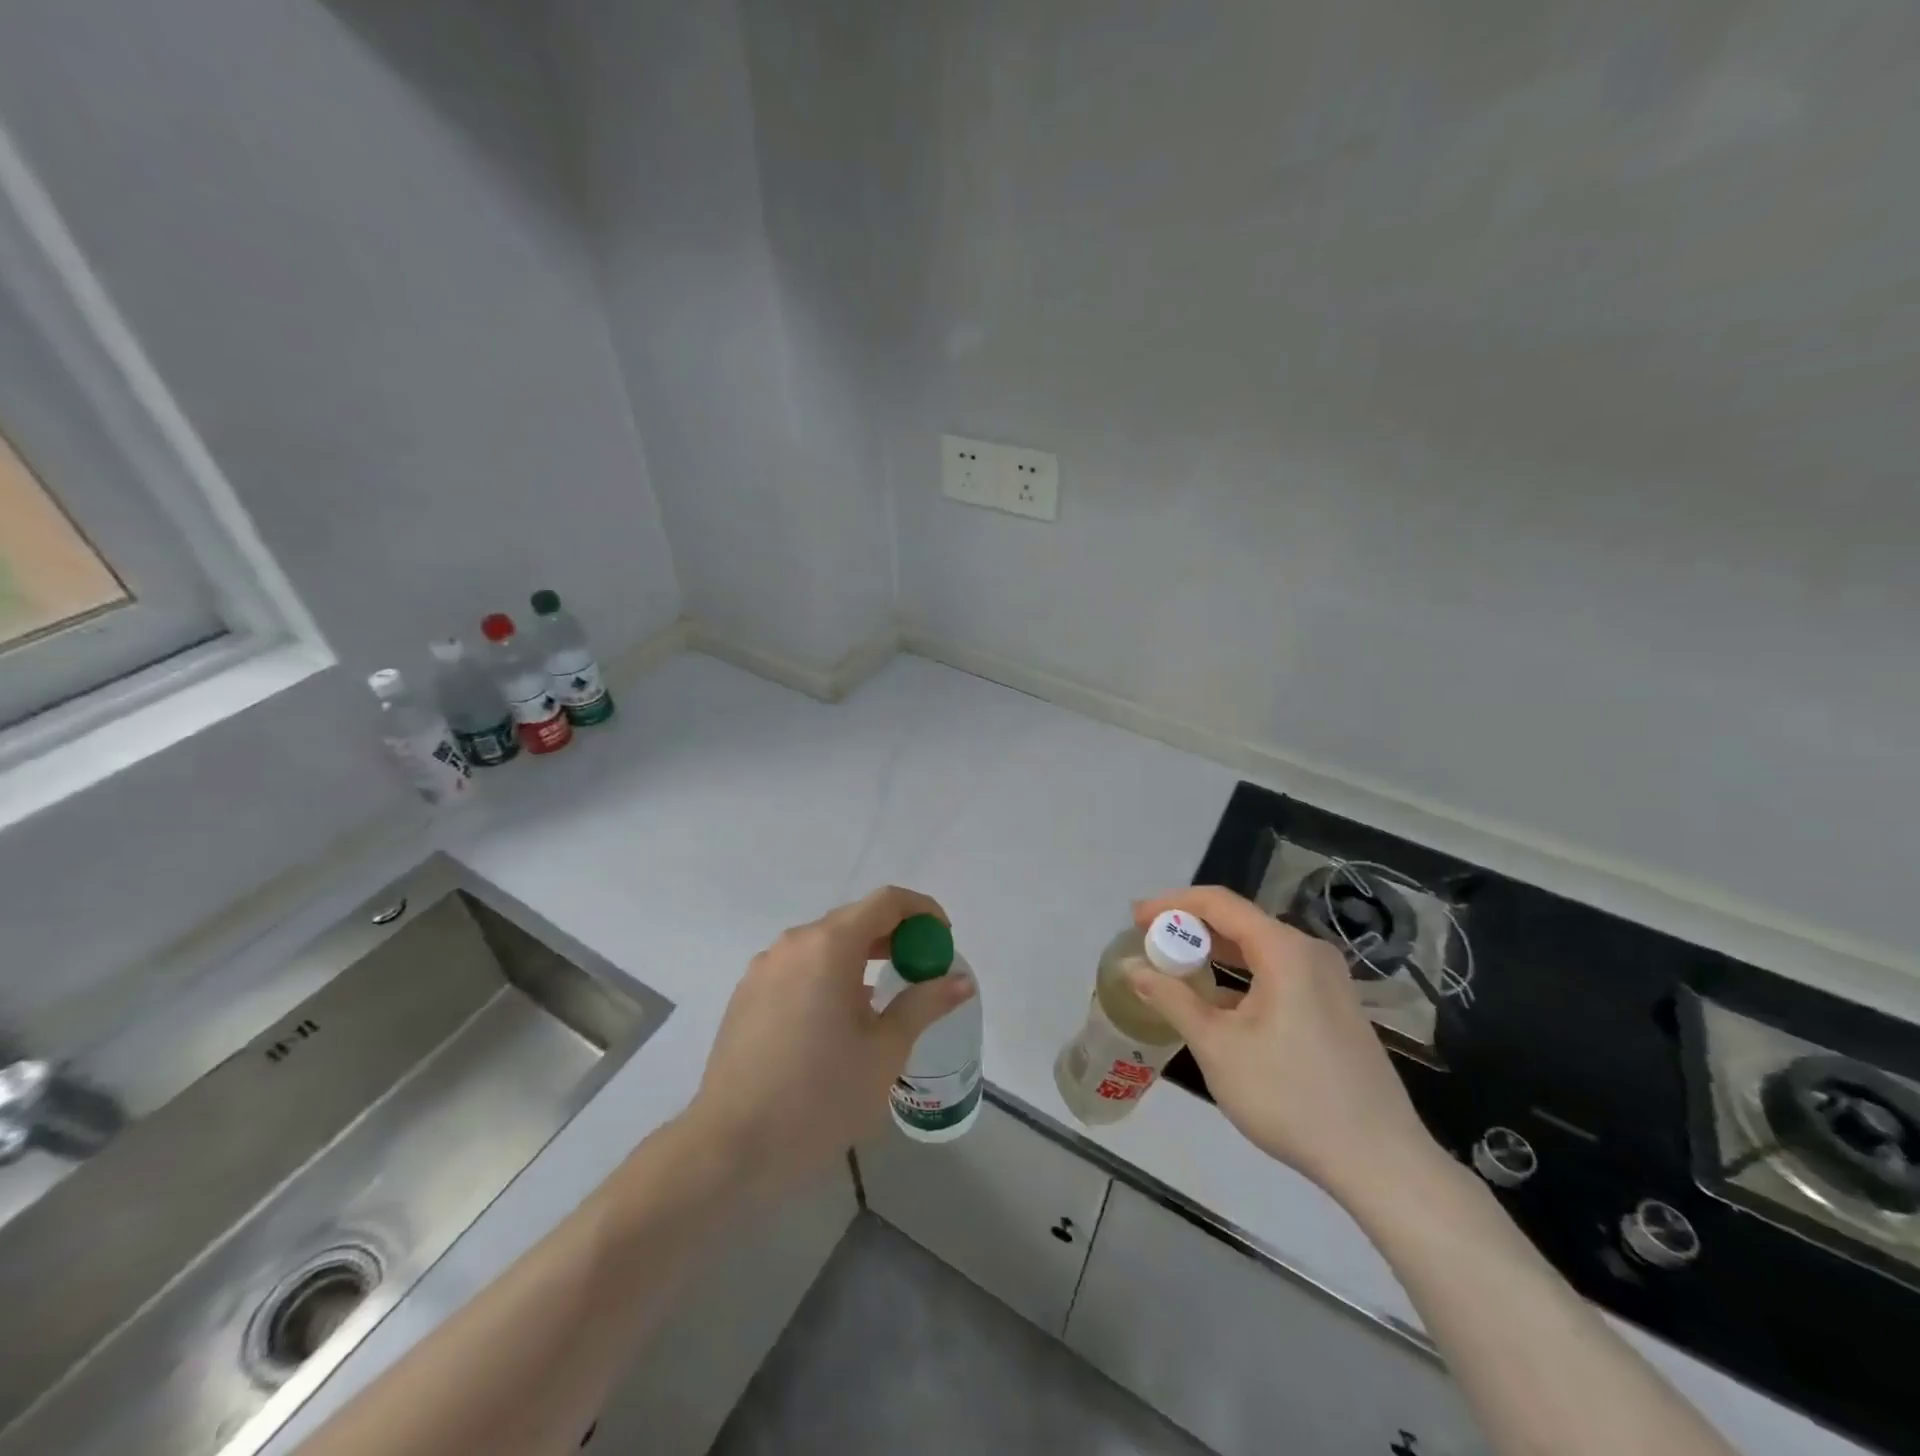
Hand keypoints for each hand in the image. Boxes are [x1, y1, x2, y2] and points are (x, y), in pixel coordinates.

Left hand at [687, 886, 975, 1196]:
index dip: (922, 911)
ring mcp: (764, 968)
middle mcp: (794, 944)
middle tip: (921, 971)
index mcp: (829, 946)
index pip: (886, 902)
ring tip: (883, 999)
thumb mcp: (885, 1052)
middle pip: (854, 920)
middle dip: (894, 937)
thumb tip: (960, 980)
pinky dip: (829, 975)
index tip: (943, 940)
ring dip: (861, 958)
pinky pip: (799, 967)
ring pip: (824, 944)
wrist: (729, 1148)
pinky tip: (837, 1020)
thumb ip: (924, 1004)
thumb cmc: (819, 1098)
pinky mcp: (746, 994)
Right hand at [1126, 886, 1444, 1208]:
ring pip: (1259, 949)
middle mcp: (1309, 952)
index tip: (1135, 919)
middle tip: (1148, 942)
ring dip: (1214, 953)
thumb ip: (1172, 999)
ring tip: (1174, 967)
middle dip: (1190, 928)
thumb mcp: (1217, 1047)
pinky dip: (1241, 976)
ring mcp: (1328, 981)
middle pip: (1240, 922)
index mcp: (1284, 949)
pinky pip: (1278, 973)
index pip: (1218, 903)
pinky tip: (1218, 1002)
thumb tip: (1133, 968)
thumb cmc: (1290, 1096)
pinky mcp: (1335, 1008)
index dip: (1172, 904)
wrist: (1379, 1161)